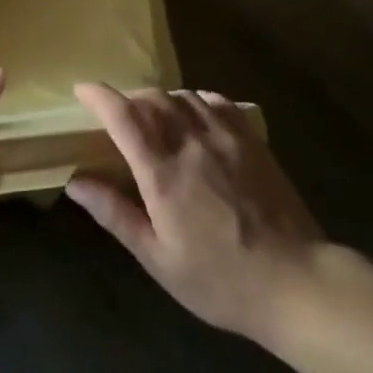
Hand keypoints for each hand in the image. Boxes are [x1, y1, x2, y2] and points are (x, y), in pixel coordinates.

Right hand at [66, 83, 327, 343]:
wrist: (296, 282)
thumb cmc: (220, 280)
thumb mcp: (159, 259)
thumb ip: (116, 214)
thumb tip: (76, 182)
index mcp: (163, 173)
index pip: (123, 117)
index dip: (98, 96)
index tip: (82, 90)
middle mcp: (191, 143)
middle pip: (151, 98)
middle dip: (128, 99)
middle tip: (118, 116)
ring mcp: (224, 136)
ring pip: (182, 95)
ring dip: (160, 99)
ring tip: (154, 118)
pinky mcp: (251, 138)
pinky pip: (215, 101)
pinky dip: (194, 100)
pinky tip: (193, 116)